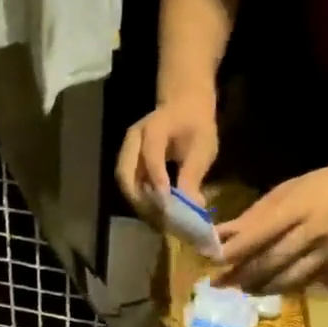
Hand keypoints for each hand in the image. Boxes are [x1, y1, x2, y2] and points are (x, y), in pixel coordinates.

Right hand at [116, 96, 218, 215]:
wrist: (184, 107)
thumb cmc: (196, 125)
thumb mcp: (203, 146)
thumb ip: (194, 174)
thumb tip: (193, 205)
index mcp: (154, 127)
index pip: (150, 155)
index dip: (157, 179)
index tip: (167, 203)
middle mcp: (133, 140)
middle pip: (125, 173)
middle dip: (139, 198)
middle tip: (158, 217)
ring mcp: (127, 151)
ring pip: (124, 182)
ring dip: (138, 202)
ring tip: (156, 219)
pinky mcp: (128, 163)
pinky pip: (129, 184)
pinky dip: (140, 199)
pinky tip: (155, 212)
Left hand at [215, 161, 327, 292]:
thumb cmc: (324, 185)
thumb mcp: (288, 190)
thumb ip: (255, 214)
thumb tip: (220, 233)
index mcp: (297, 206)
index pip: (260, 232)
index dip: (235, 249)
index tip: (212, 259)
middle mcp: (311, 231)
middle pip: (270, 259)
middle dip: (241, 274)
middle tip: (218, 282)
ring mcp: (326, 251)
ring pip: (286, 277)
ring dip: (258, 286)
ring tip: (239, 288)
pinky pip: (302, 282)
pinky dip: (280, 287)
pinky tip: (264, 288)